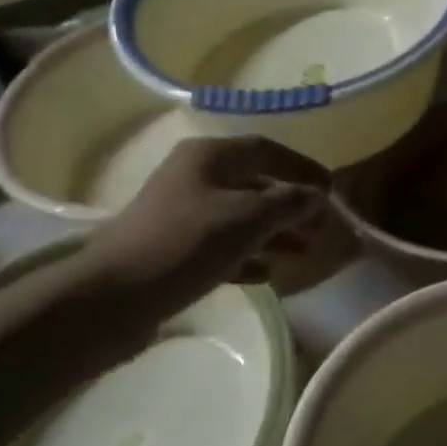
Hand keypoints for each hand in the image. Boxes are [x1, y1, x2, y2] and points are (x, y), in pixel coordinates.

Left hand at [86, 137, 327, 314]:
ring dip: (272, 232)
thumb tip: (316, 196)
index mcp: (209, 157)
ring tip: (301, 253)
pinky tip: (266, 275)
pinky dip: (247, 255)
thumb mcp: (245, 219)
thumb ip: (287, 203)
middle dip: (290, 204)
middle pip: (254, 183)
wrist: (115, 296)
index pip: (266, 149)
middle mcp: (194, 177)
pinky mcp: (174, 248)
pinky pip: (221, 245)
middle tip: (319, 228)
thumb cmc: (185, 244)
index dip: (302, 167)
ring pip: (239, 216)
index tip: (331, 190)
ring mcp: (181, 214)